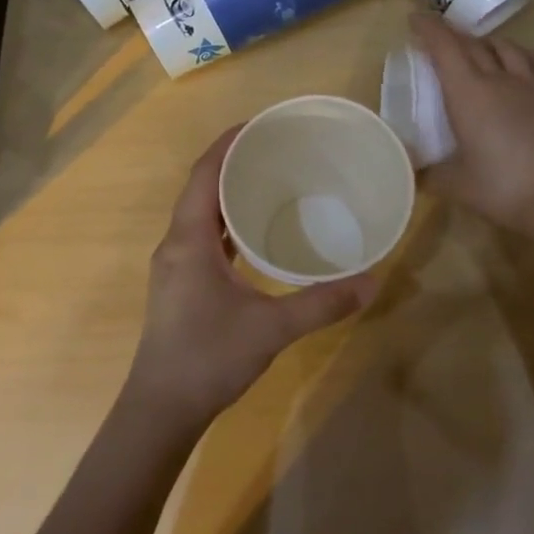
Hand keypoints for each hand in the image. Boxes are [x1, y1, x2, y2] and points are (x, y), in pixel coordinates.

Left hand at [126, 127, 377, 428]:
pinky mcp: (180, 283)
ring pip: (201, 213)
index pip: (204, 173)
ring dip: (228, 193)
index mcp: (189, 239)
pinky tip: (255, 232)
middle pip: (201, 187)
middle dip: (233, 163)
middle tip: (276, 149)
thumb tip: (373, 280)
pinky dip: (227, 223)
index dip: (228, 144)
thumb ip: (322, 302)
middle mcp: (176, 243)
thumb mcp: (272, 328)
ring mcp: (175, 264)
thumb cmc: (209, 358)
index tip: (259, 124)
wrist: (161, 409)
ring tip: (270, 180)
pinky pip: (203, 237)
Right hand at [414, 13, 533, 237]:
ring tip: (478, 50)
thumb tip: (413, 170)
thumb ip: (430, 173)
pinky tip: (521, 60)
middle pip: (473, 44)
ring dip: (486, 43)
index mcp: (468, 94)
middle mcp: (499, 78)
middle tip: (440, 39)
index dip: (428, 28)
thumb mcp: (456, 185)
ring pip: (506, 47)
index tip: (415, 18)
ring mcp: (532, 83)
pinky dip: (522, 53)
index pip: (444, 47)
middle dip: (452, 35)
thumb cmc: (502, 189)